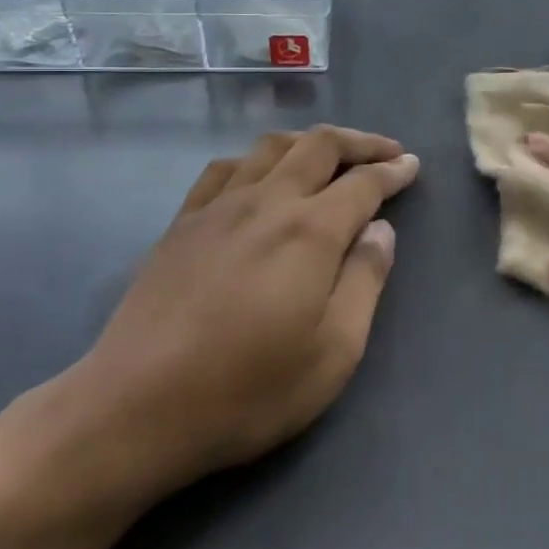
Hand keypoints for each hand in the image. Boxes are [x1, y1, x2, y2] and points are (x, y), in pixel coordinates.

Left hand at [49, 126, 419, 503]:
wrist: (137, 407)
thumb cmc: (248, 390)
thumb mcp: (334, 352)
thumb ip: (365, 281)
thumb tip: (381, 230)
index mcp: (310, 231)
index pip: (363, 182)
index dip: (392, 170)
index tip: (411, 165)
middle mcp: (267, 202)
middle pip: (319, 146)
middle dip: (359, 142)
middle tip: (384, 151)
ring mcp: (219, 207)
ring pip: (271, 147)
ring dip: (309, 141)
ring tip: (328, 156)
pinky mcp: (183, 222)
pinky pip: (225, 168)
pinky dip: (256, 159)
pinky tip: (260, 175)